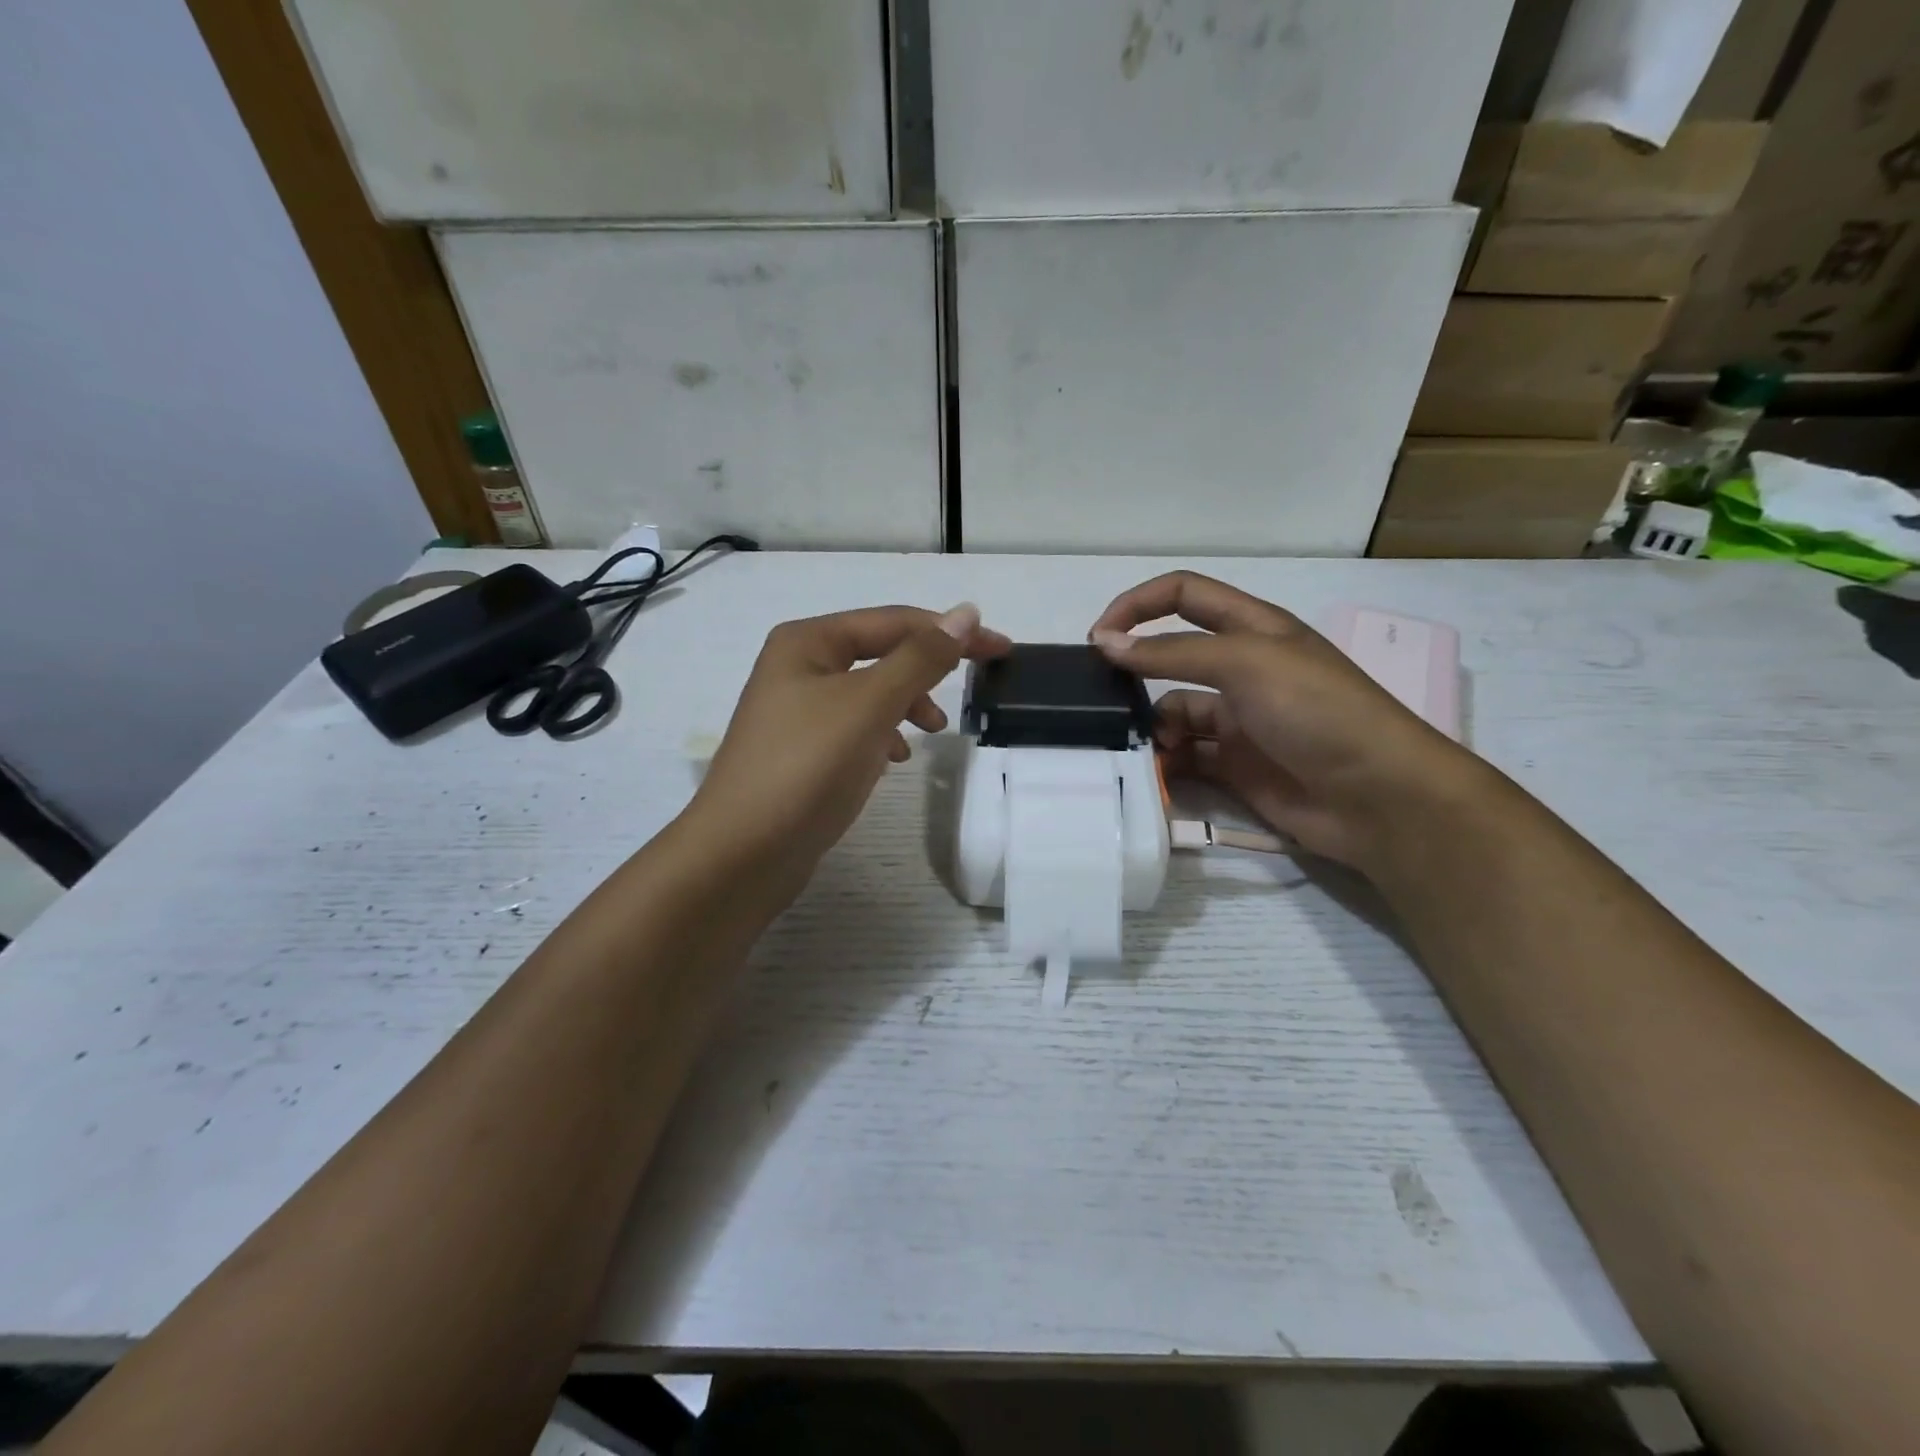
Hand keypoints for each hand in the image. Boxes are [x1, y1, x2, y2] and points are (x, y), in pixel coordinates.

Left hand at [688, 603, 1010, 878]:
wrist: (742, 854)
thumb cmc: (806, 768)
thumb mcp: (869, 705)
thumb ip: (920, 658)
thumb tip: (966, 613)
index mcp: (808, 642)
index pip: (895, 622)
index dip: (951, 632)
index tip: (1003, 649)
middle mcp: (798, 667)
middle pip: (881, 653)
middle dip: (928, 669)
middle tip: (973, 688)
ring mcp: (797, 711)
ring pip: (870, 693)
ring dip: (907, 702)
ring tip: (932, 731)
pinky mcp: (802, 751)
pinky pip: (856, 727)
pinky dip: (883, 734)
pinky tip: (894, 758)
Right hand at [1090, 572, 1478, 868]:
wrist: (1376, 796)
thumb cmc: (1316, 711)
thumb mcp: (1245, 663)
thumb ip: (1171, 652)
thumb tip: (1105, 643)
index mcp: (1252, 628)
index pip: (1183, 595)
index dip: (1137, 605)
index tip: (1098, 638)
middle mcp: (1242, 668)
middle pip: (1171, 656)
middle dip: (1135, 672)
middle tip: (1101, 699)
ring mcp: (1238, 719)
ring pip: (1173, 712)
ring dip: (1152, 726)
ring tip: (1146, 747)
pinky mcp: (1234, 765)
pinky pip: (1186, 756)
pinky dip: (1167, 763)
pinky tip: (1160, 774)